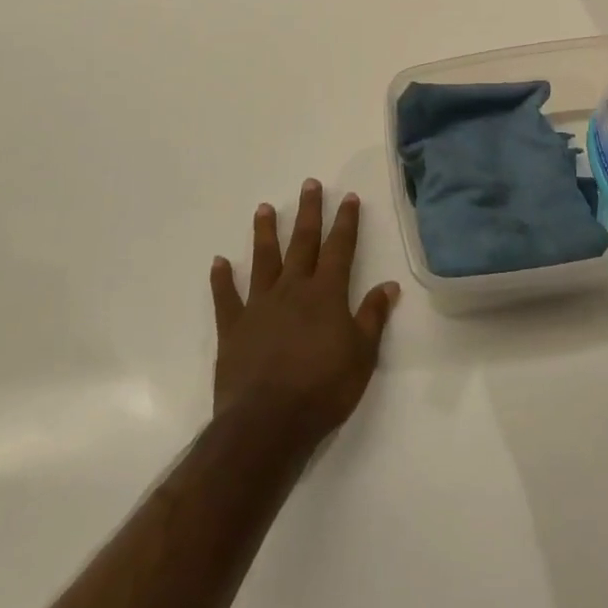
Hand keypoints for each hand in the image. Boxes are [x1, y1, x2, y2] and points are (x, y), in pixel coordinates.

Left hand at [209, 179, 400, 453]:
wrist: (267, 423)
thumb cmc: (323, 389)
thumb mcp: (362, 355)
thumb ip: (373, 317)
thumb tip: (389, 285)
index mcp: (326, 294)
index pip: (340, 248)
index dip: (346, 222)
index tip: (348, 197)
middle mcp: (293, 290)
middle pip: (303, 243)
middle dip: (309, 212)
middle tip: (309, 184)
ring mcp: (259, 306)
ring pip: (264, 260)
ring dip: (265, 233)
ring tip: (264, 208)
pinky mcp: (233, 328)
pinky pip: (226, 297)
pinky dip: (222, 279)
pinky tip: (219, 262)